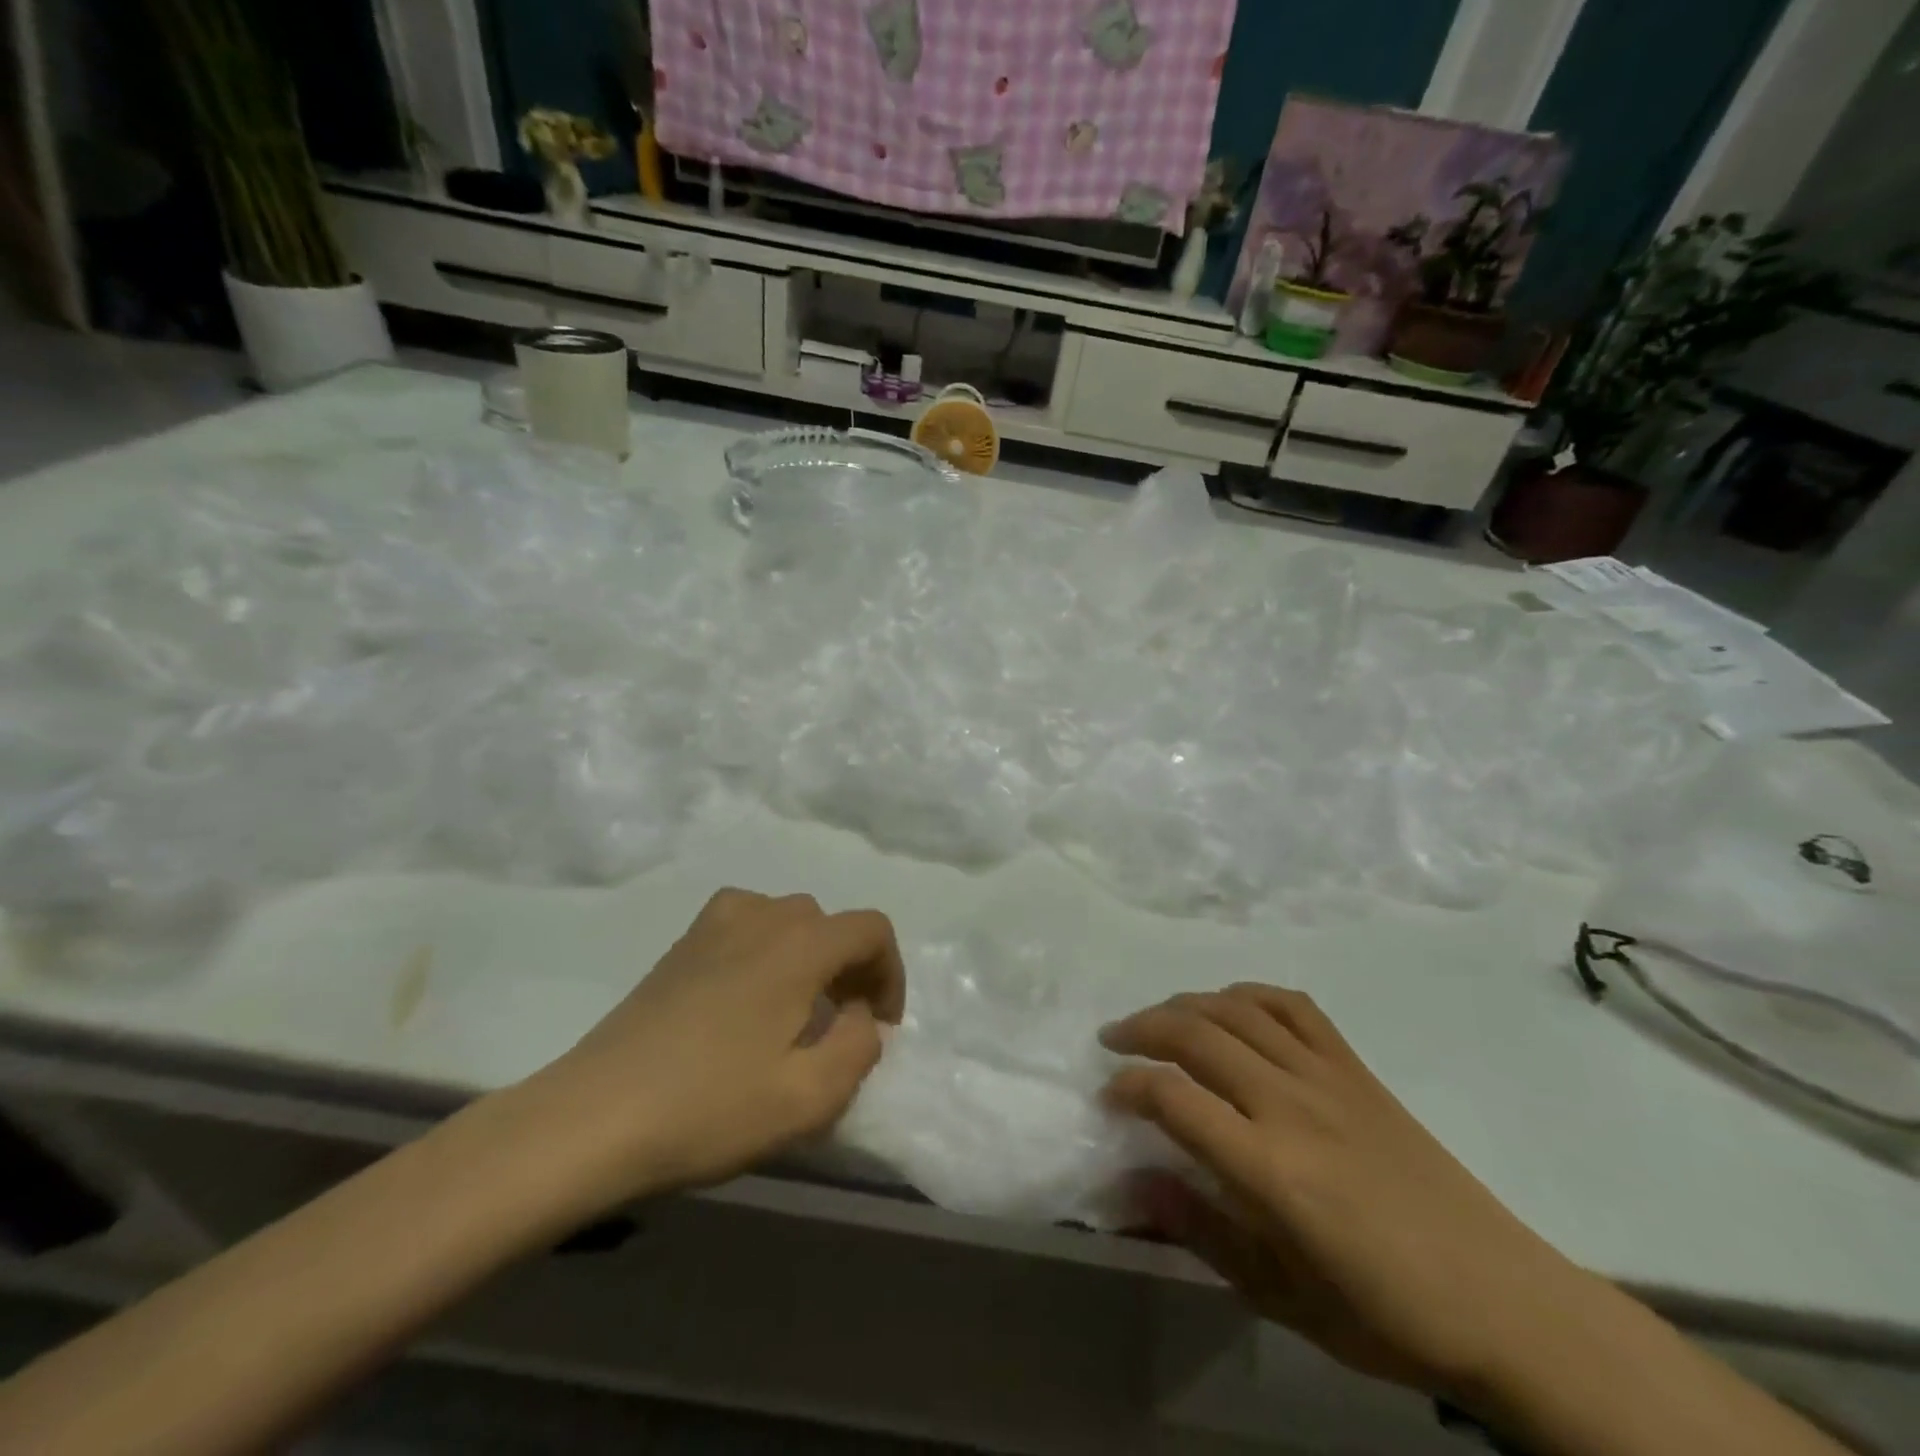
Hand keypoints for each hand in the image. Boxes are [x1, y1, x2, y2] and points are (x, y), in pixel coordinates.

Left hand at [514, 889, 904, 1214]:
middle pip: (830, 923)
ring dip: (809, 956)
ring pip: (788, 919)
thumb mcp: (809, 1097)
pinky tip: (746, 996)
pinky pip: (746, 922)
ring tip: (796, 1010)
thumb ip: (859, 1047)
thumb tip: (859, 1016)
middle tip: (841, 1026)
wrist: (592, 1118)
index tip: (880, 1026)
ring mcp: (715, 924)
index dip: (891, 973)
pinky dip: (766, 947)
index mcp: (799, 945)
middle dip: (850, 969)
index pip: (872, 929)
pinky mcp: (681, 944)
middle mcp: (761, 917)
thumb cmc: (709, 1108)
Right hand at [1102, 985, 1588, 1397]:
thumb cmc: (1384, 1313)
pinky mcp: (1355, 1067)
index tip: (1108, 1096)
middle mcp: (1290, 1105)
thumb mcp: (1280, 1297)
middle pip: (1195, 1034)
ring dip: (1184, 1005)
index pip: (1173, 1099)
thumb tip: (1132, 1182)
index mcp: (1270, 1169)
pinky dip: (1249, 994)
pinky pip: (1292, 1005)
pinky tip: (1231, 1007)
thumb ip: (1200, 1231)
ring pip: (1236, 1010)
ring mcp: (1326, 1076)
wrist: (1502, 1300)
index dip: (1128, 1087)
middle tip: (1113, 1040)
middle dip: (1141, 1029)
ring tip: (1159, 1019)